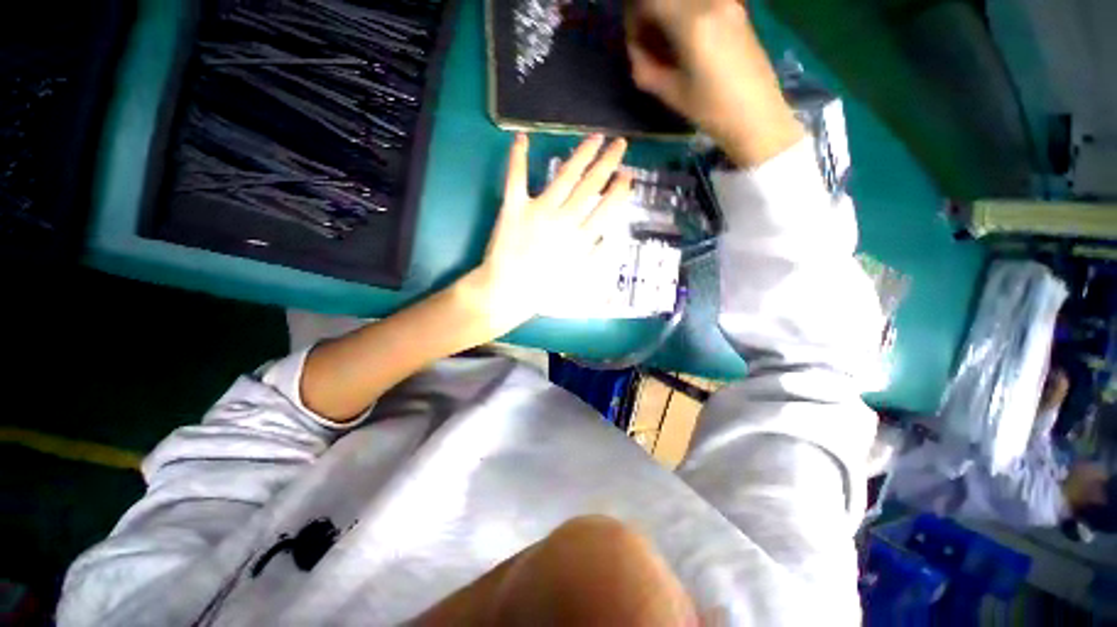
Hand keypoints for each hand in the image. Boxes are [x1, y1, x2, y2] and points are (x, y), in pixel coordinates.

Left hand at [458, 133, 632, 337]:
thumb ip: (595, 256)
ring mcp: (539, 210)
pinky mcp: (514, 207)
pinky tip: (522, 137)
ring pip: (565, 175)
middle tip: (620, 143)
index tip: (627, 175)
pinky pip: (517, 177)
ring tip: (595, 137)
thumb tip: (609, 237)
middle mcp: (564, 219)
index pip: (607, 208)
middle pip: (590, 185)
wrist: (507, 291)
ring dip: (582, 153)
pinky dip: (518, 157)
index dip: (619, 189)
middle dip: (608, 162)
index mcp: (581, 239)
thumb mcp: (577, 279)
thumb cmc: (543, 290)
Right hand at [625, 0, 803, 165]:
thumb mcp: (670, 93)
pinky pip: (702, 2)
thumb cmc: (711, 110)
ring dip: (670, 13)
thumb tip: (635, 49)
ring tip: (667, 41)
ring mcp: (727, 2)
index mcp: (692, 23)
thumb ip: (645, 67)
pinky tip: (686, 39)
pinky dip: (686, 14)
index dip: (635, 18)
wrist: (756, 113)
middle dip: (652, 13)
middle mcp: (711, 2)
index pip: (651, 1)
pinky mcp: (737, 8)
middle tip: (648, 40)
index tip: (635, 42)